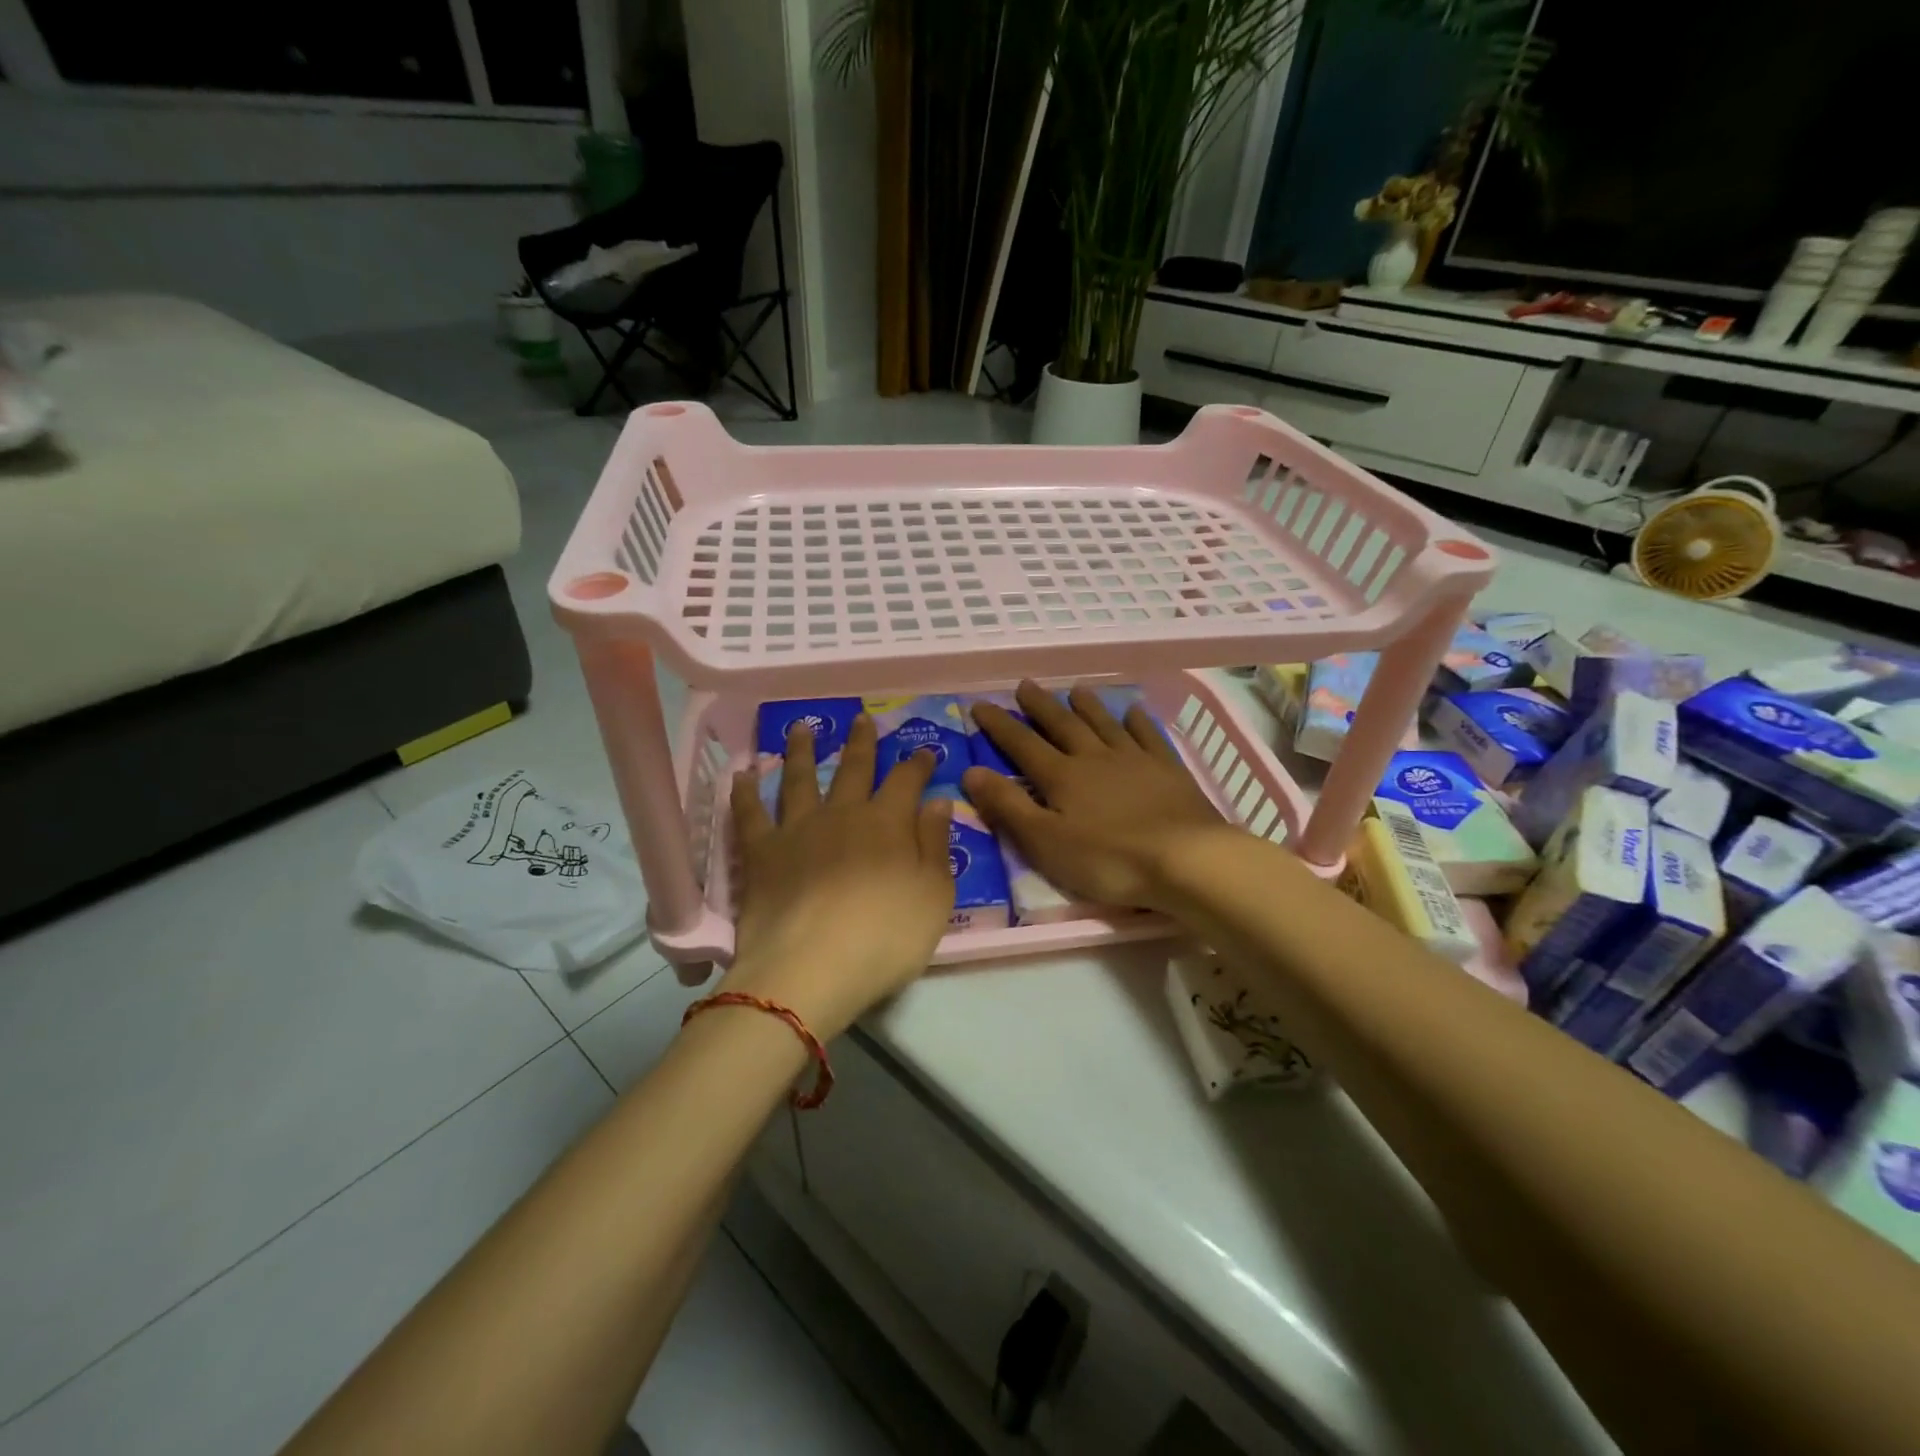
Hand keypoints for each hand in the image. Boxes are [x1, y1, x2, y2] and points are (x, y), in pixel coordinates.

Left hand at [720, 714, 954, 1038]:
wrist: (811, 967)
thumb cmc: (885, 937)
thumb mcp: (933, 896)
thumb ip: (935, 845)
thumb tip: (937, 800)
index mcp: (888, 824)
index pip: (906, 781)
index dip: (917, 764)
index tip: (925, 750)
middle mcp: (843, 814)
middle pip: (853, 769)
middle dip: (861, 742)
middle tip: (861, 718)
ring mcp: (798, 829)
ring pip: (800, 778)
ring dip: (802, 750)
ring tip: (801, 727)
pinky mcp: (761, 852)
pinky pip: (750, 813)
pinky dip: (745, 791)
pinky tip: (742, 774)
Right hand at [962, 681, 1236, 912]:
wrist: (1186, 859)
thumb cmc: (1109, 859)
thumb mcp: (1045, 842)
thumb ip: (1008, 807)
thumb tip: (971, 771)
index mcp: (1062, 777)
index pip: (1022, 744)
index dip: (999, 725)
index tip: (980, 704)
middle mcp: (1094, 758)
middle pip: (1062, 725)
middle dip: (1040, 706)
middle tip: (1025, 685)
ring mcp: (1134, 760)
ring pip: (1104, 724)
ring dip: (1087, 706)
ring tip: (1075, 689)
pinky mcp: (1168, 770)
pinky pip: (1148, 736)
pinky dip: (1138, 721)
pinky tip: (1134, 711)